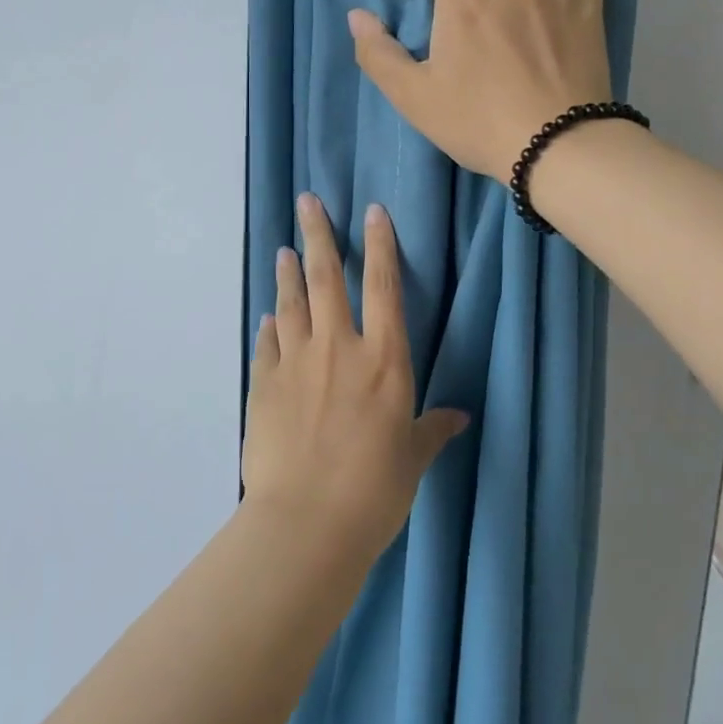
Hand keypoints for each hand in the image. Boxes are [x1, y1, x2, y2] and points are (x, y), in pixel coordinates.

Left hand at [242, 194, 469, 562]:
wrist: (306, 522)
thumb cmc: (374, 492)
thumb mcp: (412, 459)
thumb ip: (432, 430)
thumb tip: (458, 416)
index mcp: (383, 360)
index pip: (383, 286)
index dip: (379, 244)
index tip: (371, 211)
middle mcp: (338, 348)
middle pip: (326, 278)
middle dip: (318, 234)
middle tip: (307, 201)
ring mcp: (296, 362)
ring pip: (291, 302)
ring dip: (287, 272)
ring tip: (284, 247)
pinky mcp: (264, 383)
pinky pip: (268, 344)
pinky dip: (270, 326)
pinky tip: (269, 316)